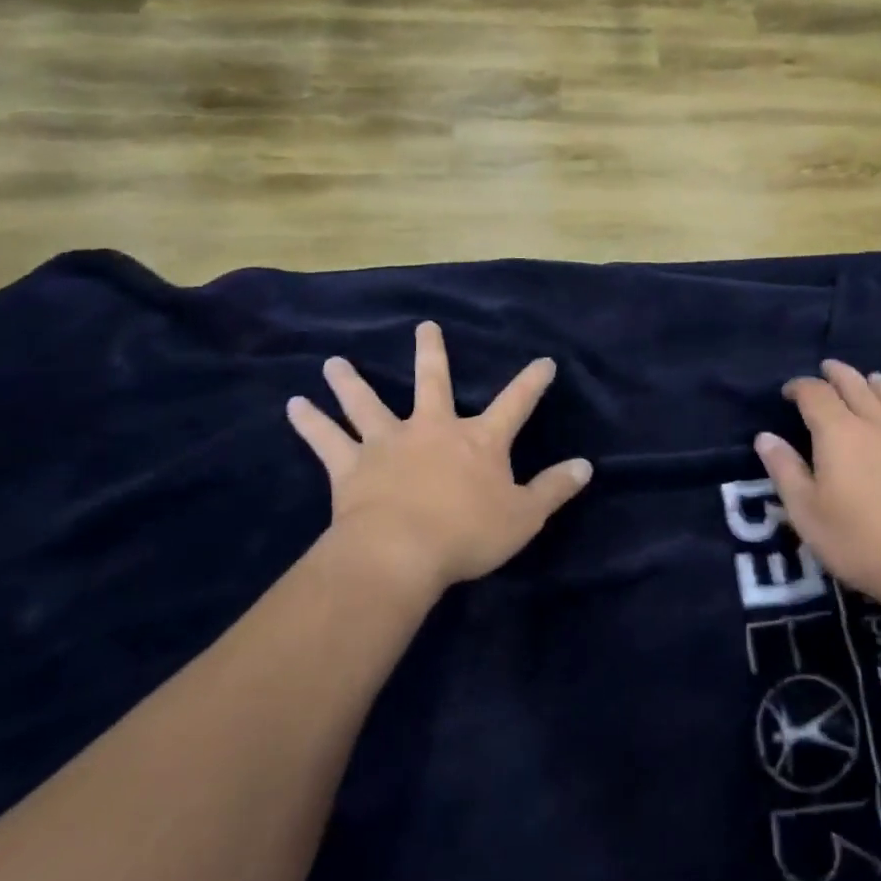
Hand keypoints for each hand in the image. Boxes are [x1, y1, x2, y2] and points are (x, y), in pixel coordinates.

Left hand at [286, 322, 592, 597]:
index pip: (516, 403)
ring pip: (368, 403)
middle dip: (431, 352)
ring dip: (351, 382)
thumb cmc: (467, 534)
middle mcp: (433, 429)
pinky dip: (310, 422)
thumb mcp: (523, 516)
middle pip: (433, 382)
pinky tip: (293, 405)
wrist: (399, 554)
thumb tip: (587, 466)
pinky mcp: (351, 467)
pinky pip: (327, 440)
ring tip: (334, 362)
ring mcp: (388, 443)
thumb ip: (555, 488)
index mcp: (479, 440)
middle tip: (424, 326)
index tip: (544, 360)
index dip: (532, 382)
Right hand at [755, 360, 880, 613]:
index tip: (788, 392)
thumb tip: (765, 437)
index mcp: (840, 432)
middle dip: (838, 374)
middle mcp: (879, 426)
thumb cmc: (858, 542)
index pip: (816, 394)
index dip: (799, 387)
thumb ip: (784, 470)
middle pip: (857, 386)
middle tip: (827, 369)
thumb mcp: (805, 512)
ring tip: (873, 379)